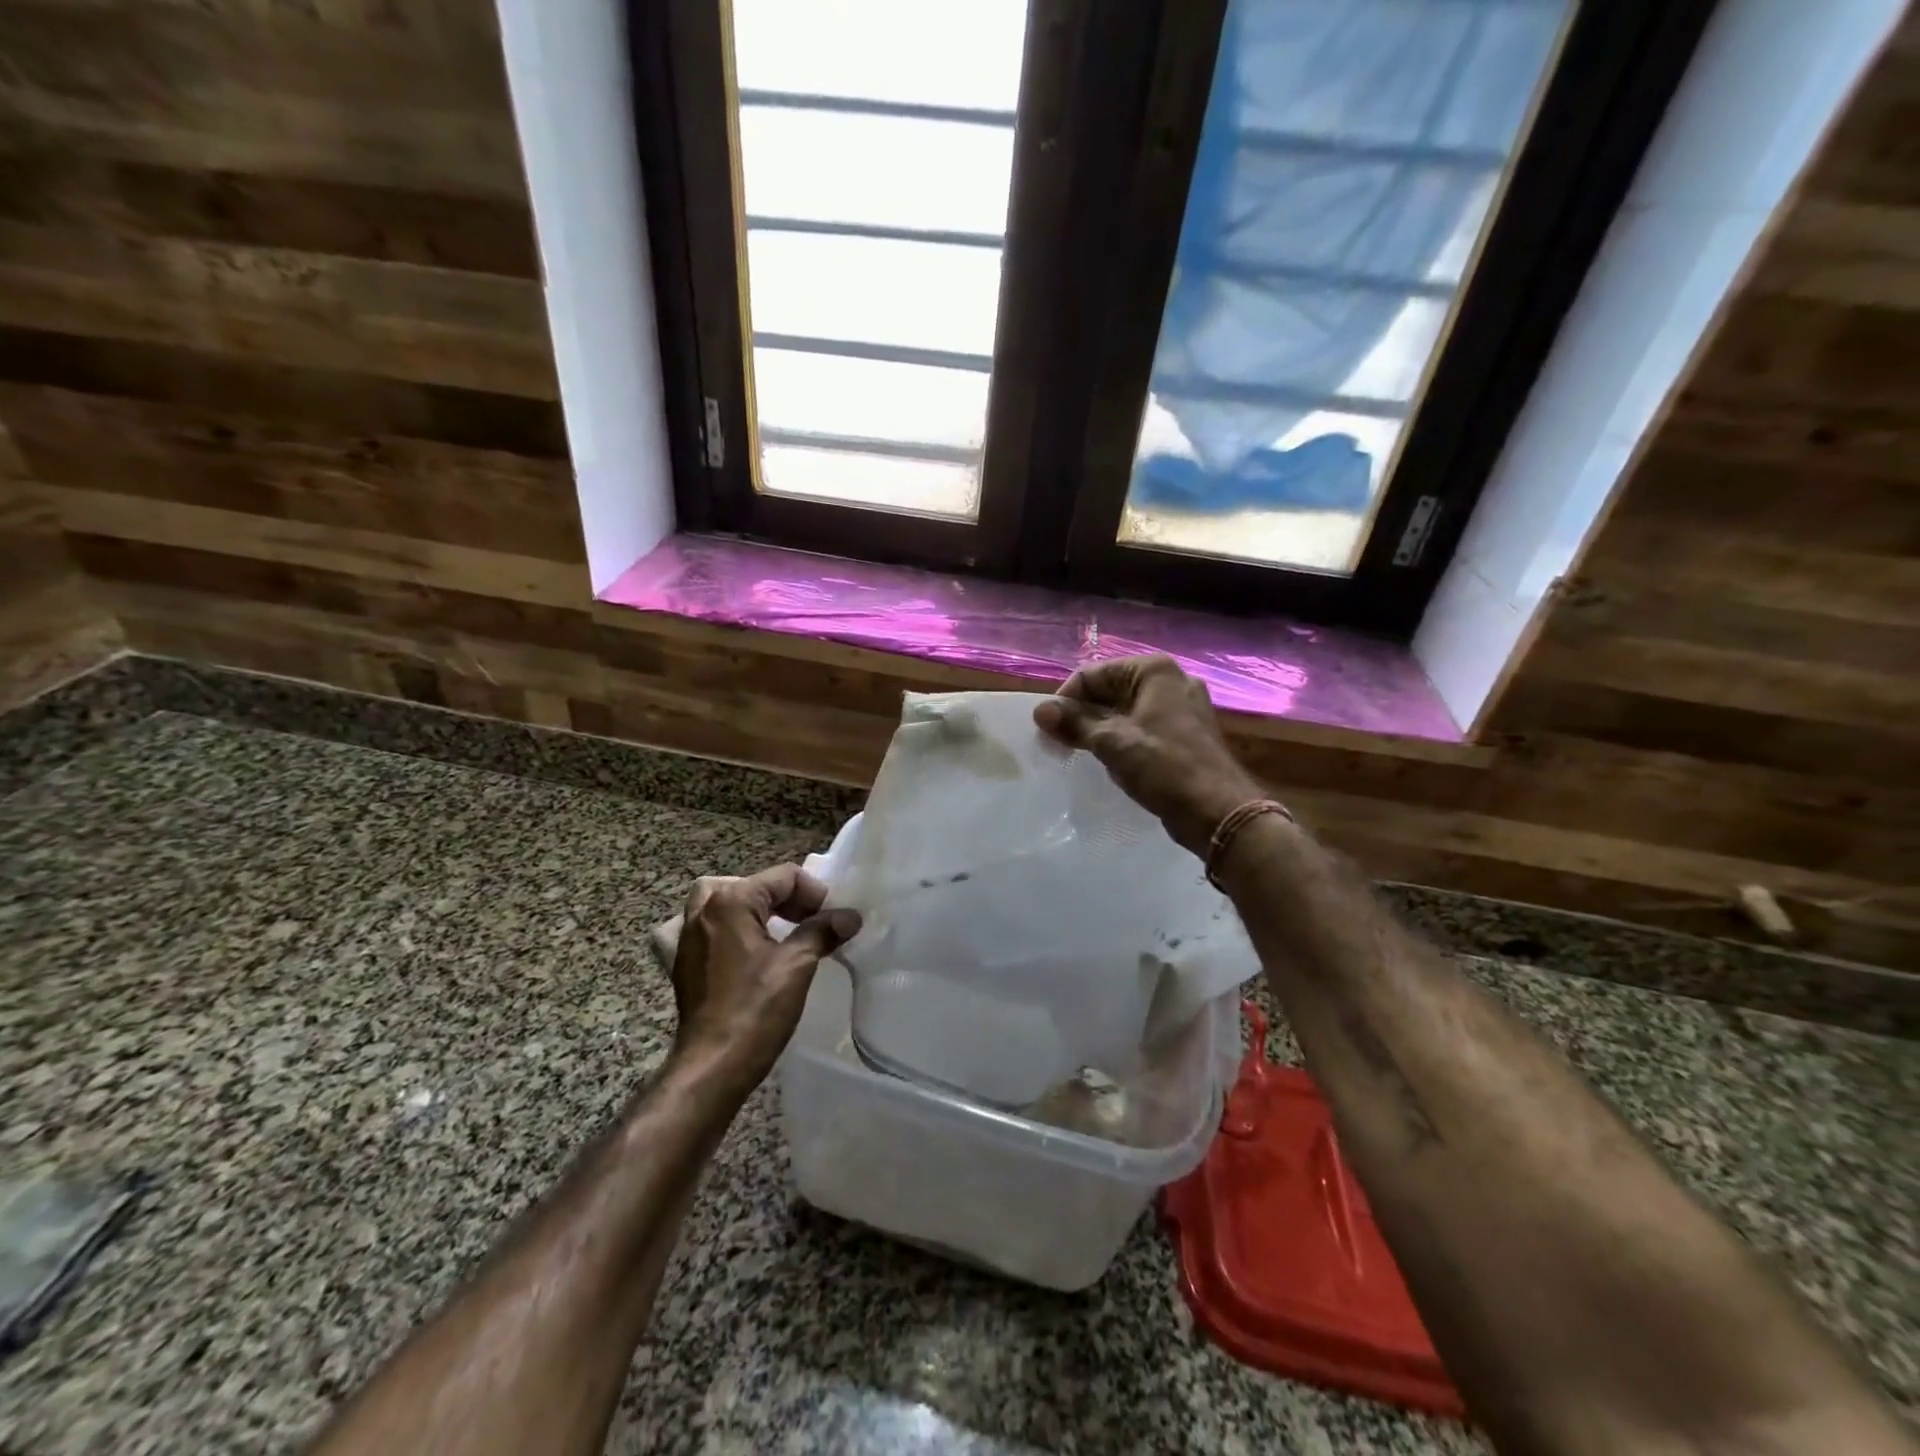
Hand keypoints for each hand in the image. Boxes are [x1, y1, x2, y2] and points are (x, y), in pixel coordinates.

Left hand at [670, 864, 860, 1079]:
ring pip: (727, 902)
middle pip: (754, 885)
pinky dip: (735, 929)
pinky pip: (713, 928)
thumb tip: (850, 916)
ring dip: (758, 909)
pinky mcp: (686, 962)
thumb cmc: (755, 1010)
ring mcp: (689, 937)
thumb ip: (822, 931)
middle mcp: (704, 910)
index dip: (814, 893)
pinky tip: (753, 952)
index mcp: (730, 901)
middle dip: (788, 899)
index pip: (783, 877)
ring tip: (783, 930)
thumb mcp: (797, 965)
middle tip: (814, 922)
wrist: (712, 1067)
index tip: (834, 919)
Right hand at [1034, 654, 1263, 856]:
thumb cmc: (1164, 768)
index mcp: (1154, 671)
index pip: (1093, 674)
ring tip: (1079, 754)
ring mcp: (1182, 707)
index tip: (1047, 729)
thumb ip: (1074, 723)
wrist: (1219, 812)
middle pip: (1110, 690)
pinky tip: (1109, 762)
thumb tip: (1040, 711)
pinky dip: (1121, 739)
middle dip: (1082, 714)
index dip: (1066, 699)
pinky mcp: (1186, 733)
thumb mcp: (1112, 742)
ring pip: (1126, 711)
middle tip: (1059, 743)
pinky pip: (1142, 727)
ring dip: (1099, 729)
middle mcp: (1171, 681)